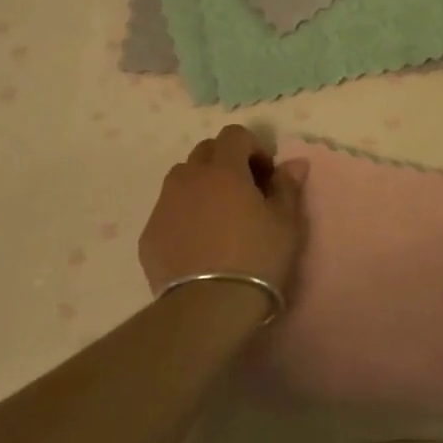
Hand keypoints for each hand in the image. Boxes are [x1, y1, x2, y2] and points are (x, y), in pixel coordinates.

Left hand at [139, 125, 308, 296]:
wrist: (208, 308)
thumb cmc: (256, 258)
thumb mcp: (285, 223)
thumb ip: (287, 186)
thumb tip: (294, 162)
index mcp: (222, 169)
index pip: (234, 135)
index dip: (254, 147)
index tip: (267, 175)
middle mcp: (187, 178)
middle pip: (205, 152)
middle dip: (227, 162)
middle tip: (246, 192)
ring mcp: (163, 205)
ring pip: (182, 179)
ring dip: (202, 186)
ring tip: (219, 217)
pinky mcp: (149, 235)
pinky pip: (169, 211)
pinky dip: (184, 215)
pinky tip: (199, 244)